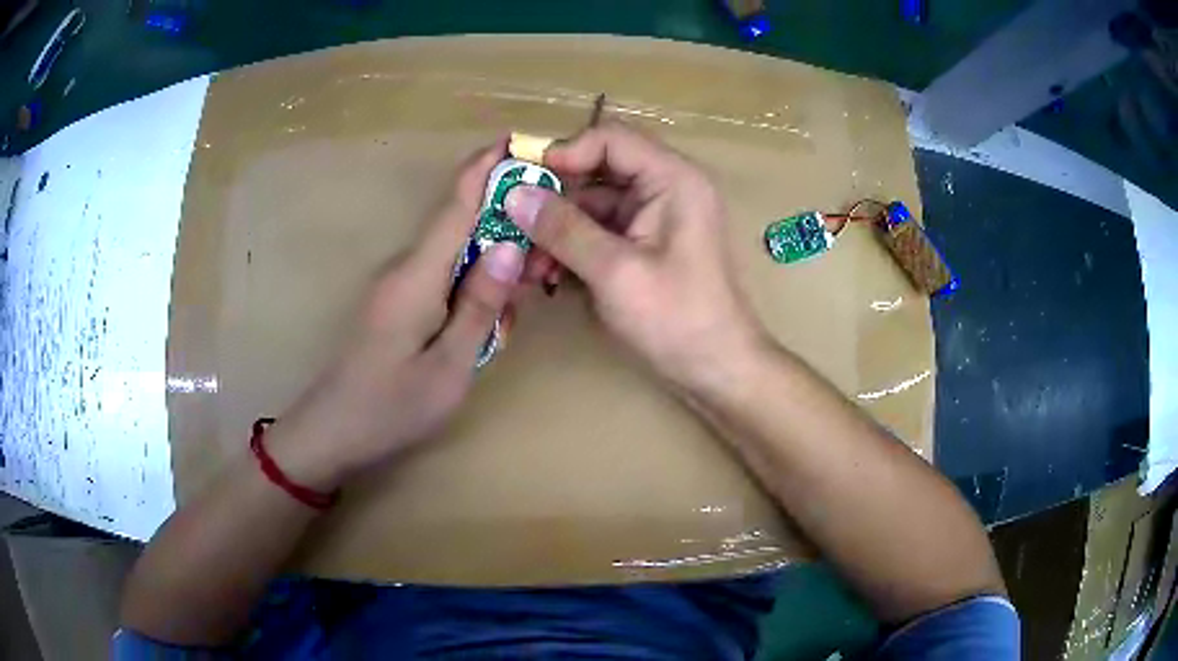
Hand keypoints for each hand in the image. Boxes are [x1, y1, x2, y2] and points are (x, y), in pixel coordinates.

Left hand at [266, 141, 524, 491]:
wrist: (330, 432)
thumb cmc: (391, 408)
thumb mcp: (449, 366)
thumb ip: (481, 305)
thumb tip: (508, 245)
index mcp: (417, 276)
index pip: (456, 204)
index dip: (485, 168)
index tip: (517, 141)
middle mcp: (404, 267)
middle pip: (459, 226)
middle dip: (503, 226)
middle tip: (542, 260)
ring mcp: (396, 283)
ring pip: (453, 254)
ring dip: (489, 263)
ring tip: (518, 301)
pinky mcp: (395, 301)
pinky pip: (440, 277)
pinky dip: (470, 286)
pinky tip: (484, 323)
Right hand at [506, 121, 765, 389]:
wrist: (718, 369)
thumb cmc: (678, 320)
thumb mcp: (615, 272)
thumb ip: (563, 229)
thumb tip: (514, 195)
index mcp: (673, 178)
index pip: (610, 139)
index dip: (562, 152)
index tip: (520, 180)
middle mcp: (665, 187)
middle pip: (597, 170)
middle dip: (553, 197)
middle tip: (510, 222)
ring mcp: (655, 217)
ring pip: (592, 204)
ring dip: (557, 228)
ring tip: (524, 261)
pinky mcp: (645, 244)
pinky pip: (600, 231)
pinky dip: (572, 246)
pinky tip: (546, 272)